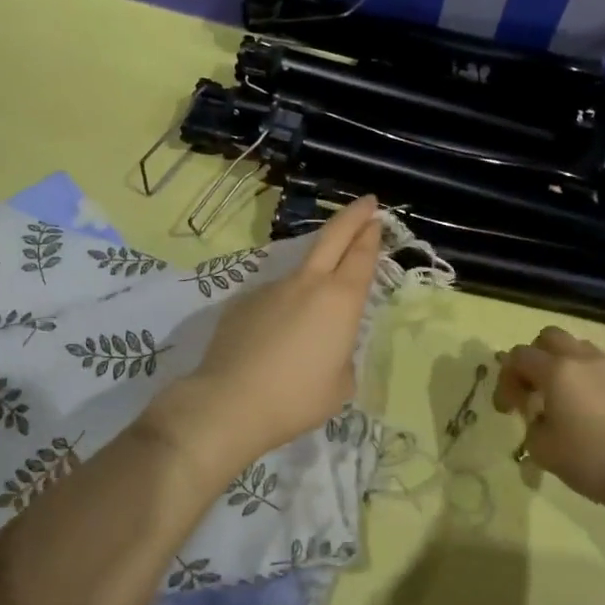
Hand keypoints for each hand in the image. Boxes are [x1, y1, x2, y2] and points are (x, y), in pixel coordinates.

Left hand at [155, 196, 382, 472]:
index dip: (370, 233)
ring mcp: (271, 288)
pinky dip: (282, 309)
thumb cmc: (297, 398)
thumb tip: (328, 347)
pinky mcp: (242, 302)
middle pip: (332, 237)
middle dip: (351, 217)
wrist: (230, 402)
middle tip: (364, 203)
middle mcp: (307, 284)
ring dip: (313, 277)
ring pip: (300, 272)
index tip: (375, 217)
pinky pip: (272, 299)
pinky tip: (274, 341)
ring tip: (311, 319)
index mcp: (340, 300)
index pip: (361, 256)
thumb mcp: (340, 384)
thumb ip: (341, 355)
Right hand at [493, 326, 604, 506]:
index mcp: (556, 371)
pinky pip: (603, 371)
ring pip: (579, 348)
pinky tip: (592, 411)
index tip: (507, 408)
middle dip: (534, 357)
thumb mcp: (542, 449)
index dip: (506, 379)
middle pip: (549, 337)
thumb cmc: (590, 460)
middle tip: (532, 388)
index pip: (518, 356)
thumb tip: (538, 416)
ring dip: (563, 364)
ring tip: (562, 396)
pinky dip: (590, 381)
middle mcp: (583, 360)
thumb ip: (530, 423)